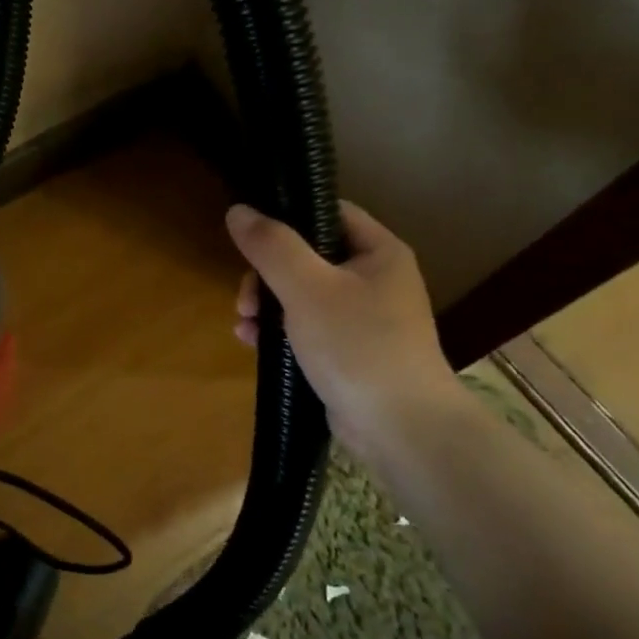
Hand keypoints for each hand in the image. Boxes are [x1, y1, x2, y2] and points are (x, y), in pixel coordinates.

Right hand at [226, 201, 463, 458]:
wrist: (400, 428)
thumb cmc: (357, 346)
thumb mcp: (307, 289)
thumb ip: (271, 247)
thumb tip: (238, 210)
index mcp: (378, 252)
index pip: (328, 213)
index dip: (287, 217)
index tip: (249, 237)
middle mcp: (374, 279)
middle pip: (306, 255)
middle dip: (266, 274)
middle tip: (245, 299)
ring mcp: (361, 317)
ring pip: (300, 293)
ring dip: (266, 304)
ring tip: (245, 324)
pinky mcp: (347, 350)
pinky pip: (304, 326)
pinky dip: (277, 330)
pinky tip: (252, 342)